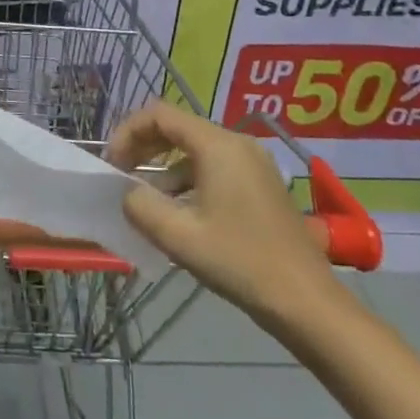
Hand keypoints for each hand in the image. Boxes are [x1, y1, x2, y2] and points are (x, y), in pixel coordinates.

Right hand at [105, 103, 342, 331]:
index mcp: (218, 145)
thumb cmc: (240, 262)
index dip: (128, 132)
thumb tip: (128, 193)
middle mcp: (237, 143)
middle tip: (121, 175)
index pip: (160, 115)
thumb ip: (141, 206)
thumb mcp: (179, 236)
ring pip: (195, 149)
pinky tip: (179, 214)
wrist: (307, 303)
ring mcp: (253, 163)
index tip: (112, 164)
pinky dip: (188, 179)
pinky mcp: (261, 184)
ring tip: (145, 200)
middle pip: (178, 127)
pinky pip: (214, 167)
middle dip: (144, 147)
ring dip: (164, 167)